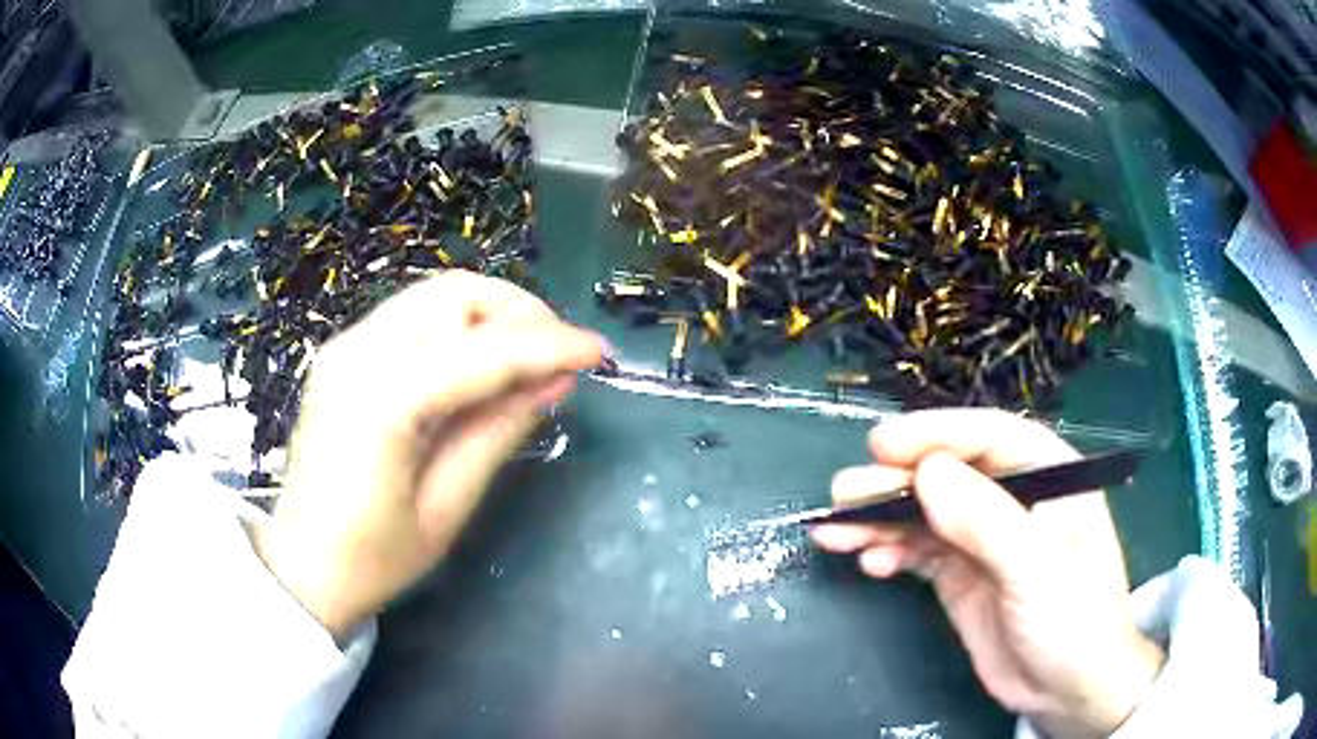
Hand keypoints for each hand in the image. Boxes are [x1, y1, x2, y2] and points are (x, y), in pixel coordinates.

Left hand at [253, 271, 606, 638]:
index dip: (550, 345)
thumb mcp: (447, 507)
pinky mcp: (342, 352)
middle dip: (520, 313)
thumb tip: (556, 381)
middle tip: (560, 355)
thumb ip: (499, 431)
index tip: (601, 353)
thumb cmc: (373, 557)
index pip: (483, 351)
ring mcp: (344, 346)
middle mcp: (358, 353)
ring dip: (491, 314)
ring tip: (527, 358)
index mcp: (382, 401)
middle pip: (455, 294)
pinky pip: (413, 315)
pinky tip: (479, 364)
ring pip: (435, 294)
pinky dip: (458, 326)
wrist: (300, 564)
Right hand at [812, 409, 1163, 738]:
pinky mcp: (961, 575)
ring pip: (925, 513)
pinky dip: (890, 552)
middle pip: (948, 474)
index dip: (935, 434)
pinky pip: (919, 551)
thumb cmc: (1074, 621)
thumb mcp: (1036, 571)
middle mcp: (1013, 499)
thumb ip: (987, 522)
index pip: (989, 438)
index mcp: (1048, 477)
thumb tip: (926, 473)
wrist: (1068, 691)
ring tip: (836, 532)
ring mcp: (984, 539)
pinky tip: (869, 562)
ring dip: (881, 519)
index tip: (881, 445)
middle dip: (895, 482)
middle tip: (843, 495)